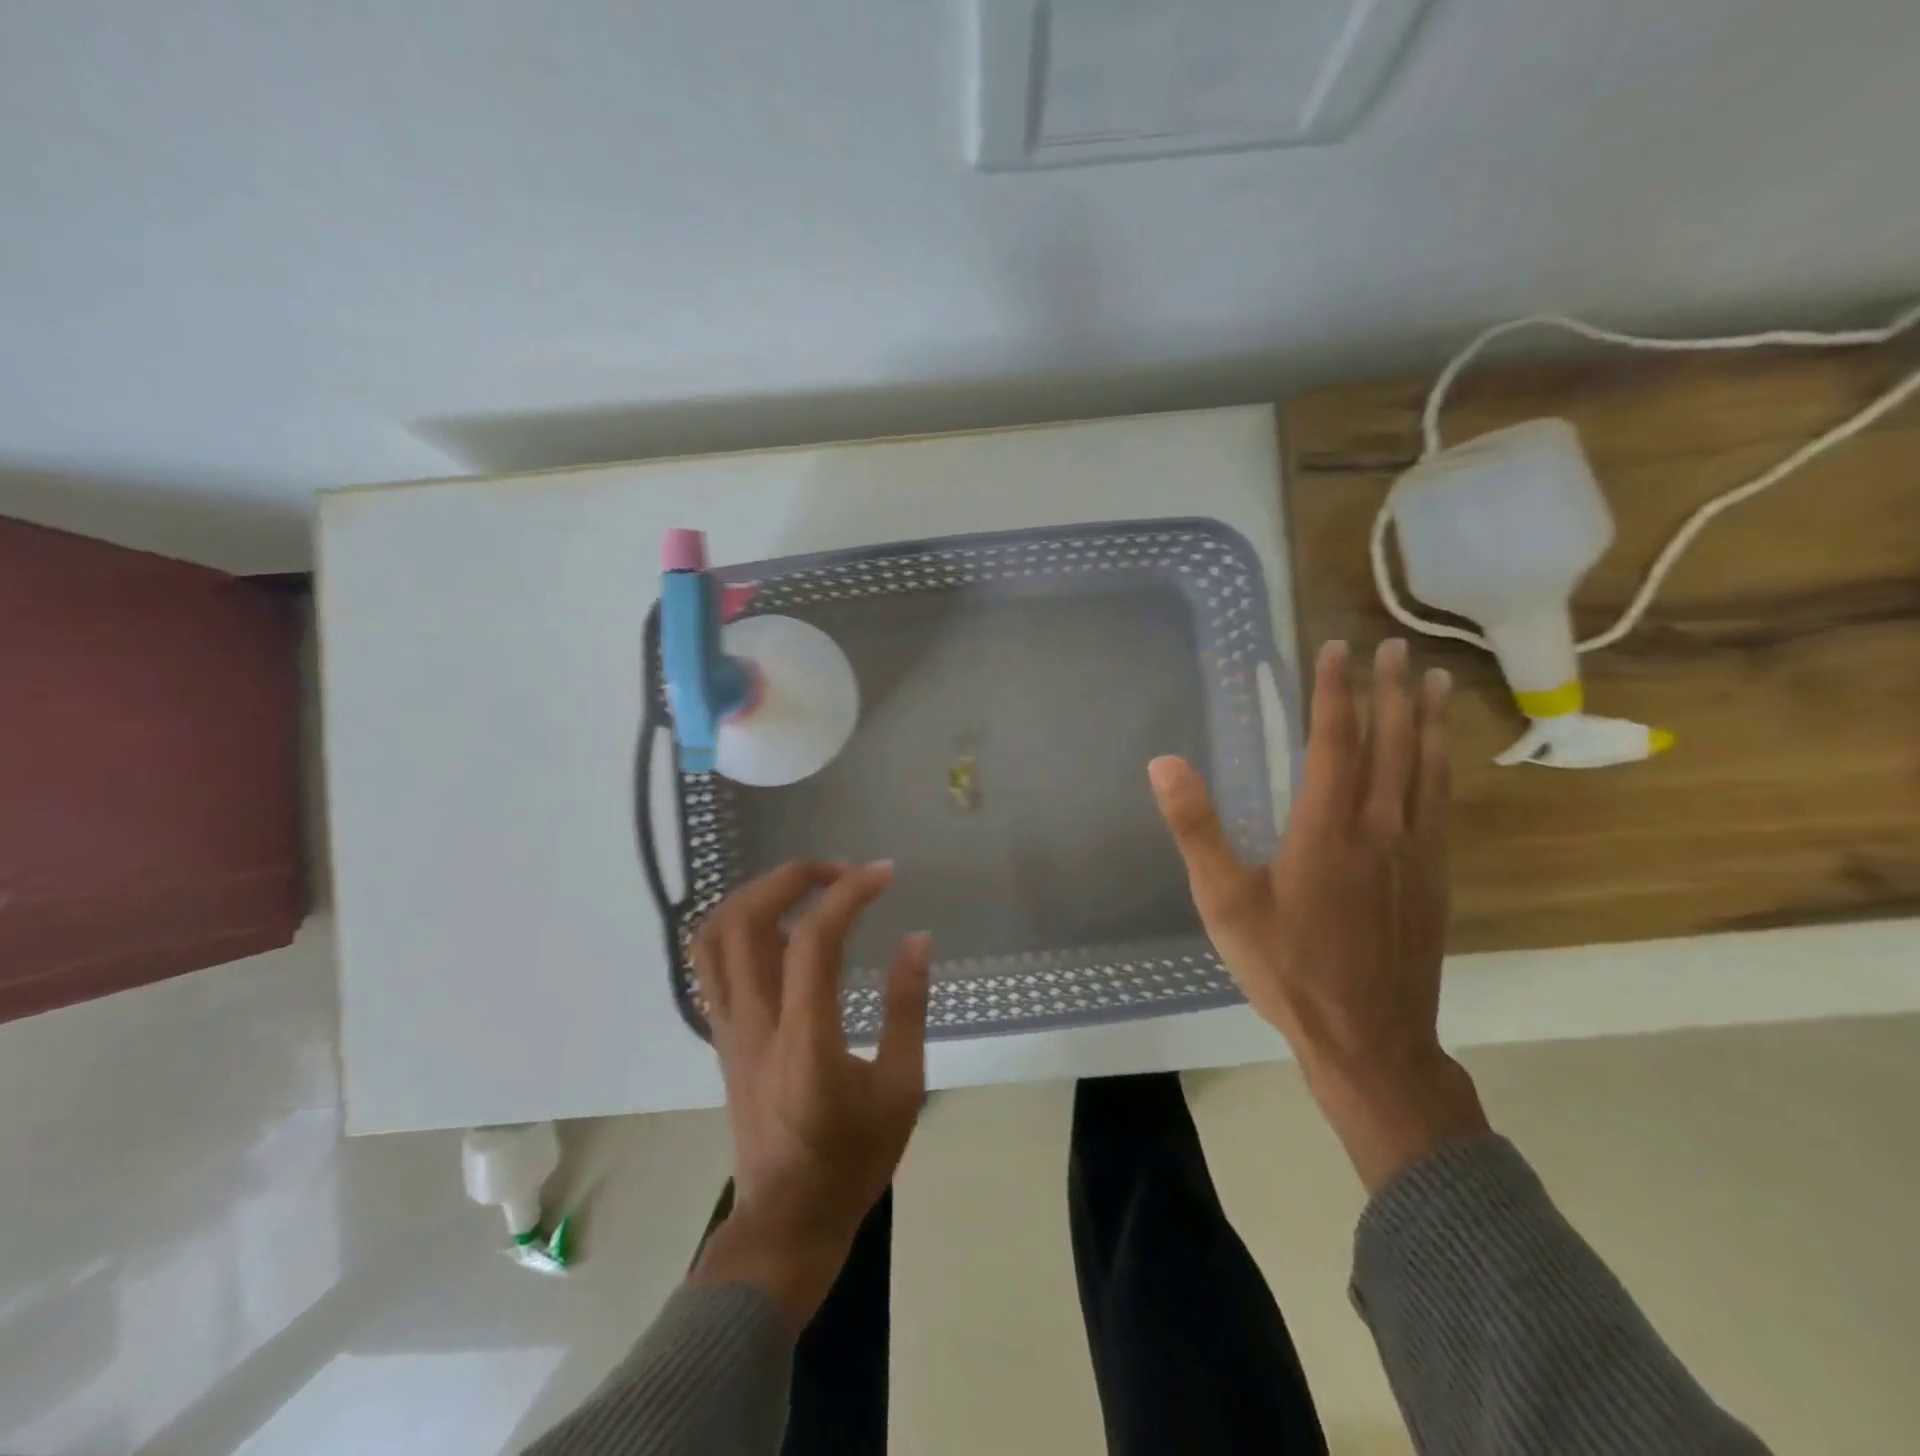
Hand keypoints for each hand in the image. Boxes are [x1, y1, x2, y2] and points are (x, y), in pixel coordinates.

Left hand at [687, 860, 930, 1327]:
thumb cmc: (851, 1161)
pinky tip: (775, 925)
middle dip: (793, 876)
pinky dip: (735, 923)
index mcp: (805, 1039)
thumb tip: (916, 939)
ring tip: (804, 888)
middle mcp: (754, 1023)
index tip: (884, 874)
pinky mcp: (720, 1036)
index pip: (814, 939)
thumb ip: (907, 1007)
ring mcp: (728, 1027)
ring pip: (714, 935)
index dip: (849, 892)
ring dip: (757, 893)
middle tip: (841, 873)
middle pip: (746, 918)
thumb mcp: (901, 1088)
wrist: (785, 1225)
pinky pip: (709, 962)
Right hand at [1149, 638, 1488, 1190]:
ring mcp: (1416, 855)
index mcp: (1327, 829)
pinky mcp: (1434, 881)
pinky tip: (1442, 761)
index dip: (1335, 692)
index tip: (1336, 649)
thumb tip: (1164, 763)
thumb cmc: (1287, 969)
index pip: (1335, 742)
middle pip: (1392, 745)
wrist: (1369, 1041)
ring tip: (1436, 682)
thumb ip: (1197, 829)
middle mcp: (1381, 829)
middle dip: (1392, 691)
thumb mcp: (1225, 903)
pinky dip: (1442, 768)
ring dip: (1429, 721)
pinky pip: (1441, 806)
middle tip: (1397, 646)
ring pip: (1427, 772)